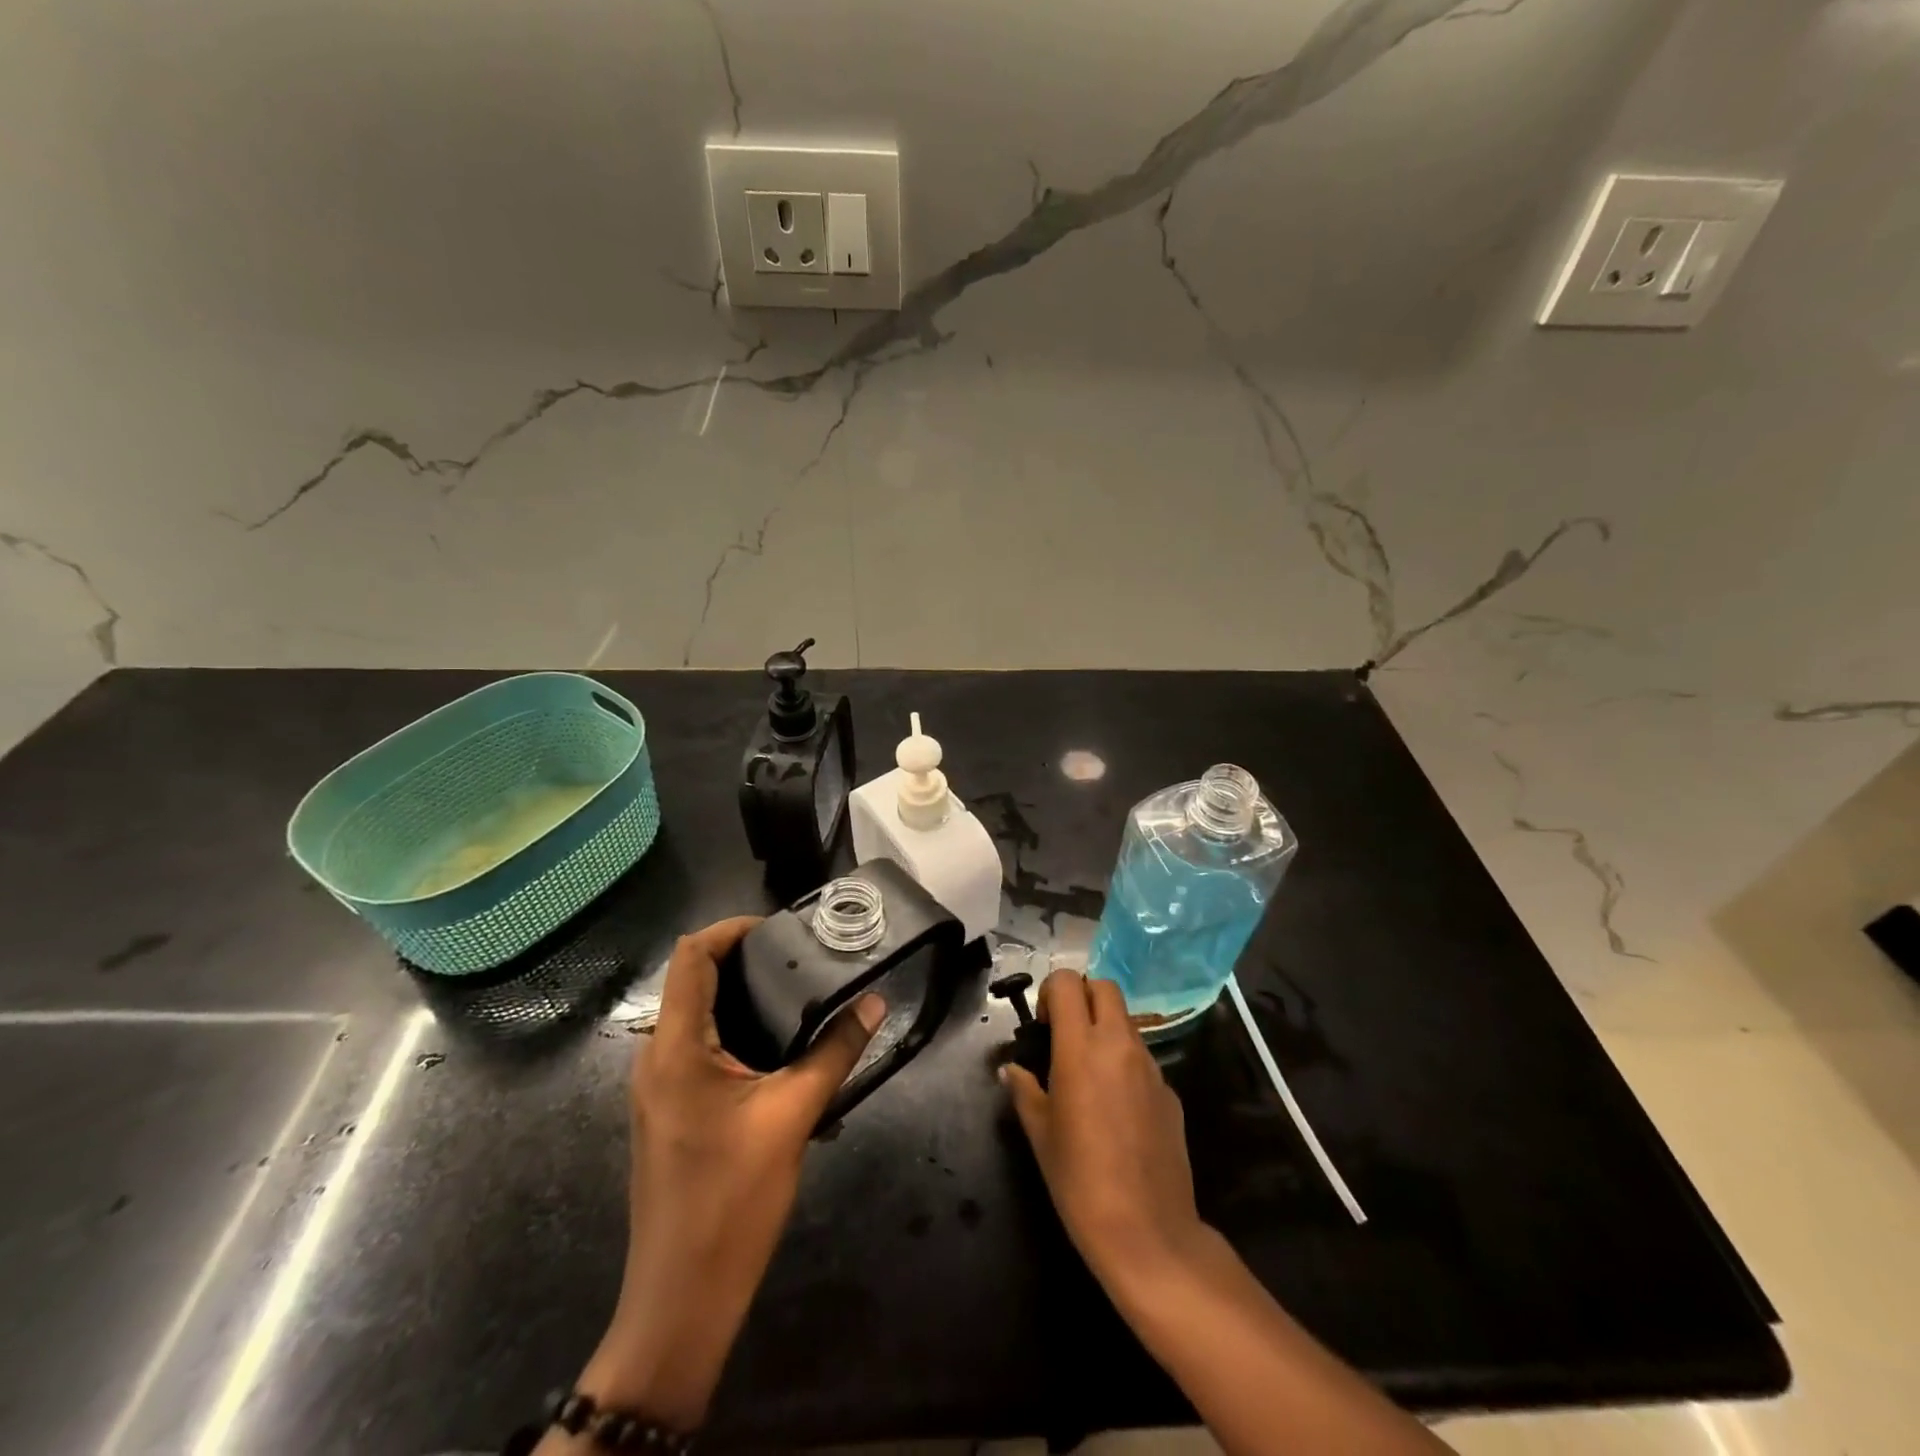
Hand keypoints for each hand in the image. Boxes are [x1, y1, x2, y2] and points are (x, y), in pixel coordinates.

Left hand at [566, 917, 884, 1434]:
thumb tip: (874, 1003)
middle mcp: (656, 1058)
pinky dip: (733, 1031)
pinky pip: (697, 1049)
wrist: (683, 1297)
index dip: (730, 929)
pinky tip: (777, 1048)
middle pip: (692, 981)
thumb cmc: (733, 1199)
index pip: (691, 957)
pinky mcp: (670, 1111)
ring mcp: (658, 1088)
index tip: (779, 929)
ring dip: (739, 996)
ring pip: (694, 1016)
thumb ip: (835, 1051)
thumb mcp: (794, 1115)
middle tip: (799, 957)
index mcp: (676, 1048)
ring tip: (796, 993)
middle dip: (742, 959)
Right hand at [1002, 969, 1205, 1290]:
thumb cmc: (1079, 1180)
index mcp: (1081, 1048)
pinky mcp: (1170, 1091)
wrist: (1148, 1231)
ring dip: (1105, 1028)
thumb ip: (1024, 1090)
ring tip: (1088, 1073)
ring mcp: (1151, 1066)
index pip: (1068, 982)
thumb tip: (1010, 1070)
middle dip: (1082, 997)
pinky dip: (1125, 1062)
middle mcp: (1119, 1045)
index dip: (1051, 992)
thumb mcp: (1039, 1134)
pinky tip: (1116, 1107)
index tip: (1042, 1025)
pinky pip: (1143, 1057)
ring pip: (1126, 1020)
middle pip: (1104, 987)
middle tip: (1065, 1035)